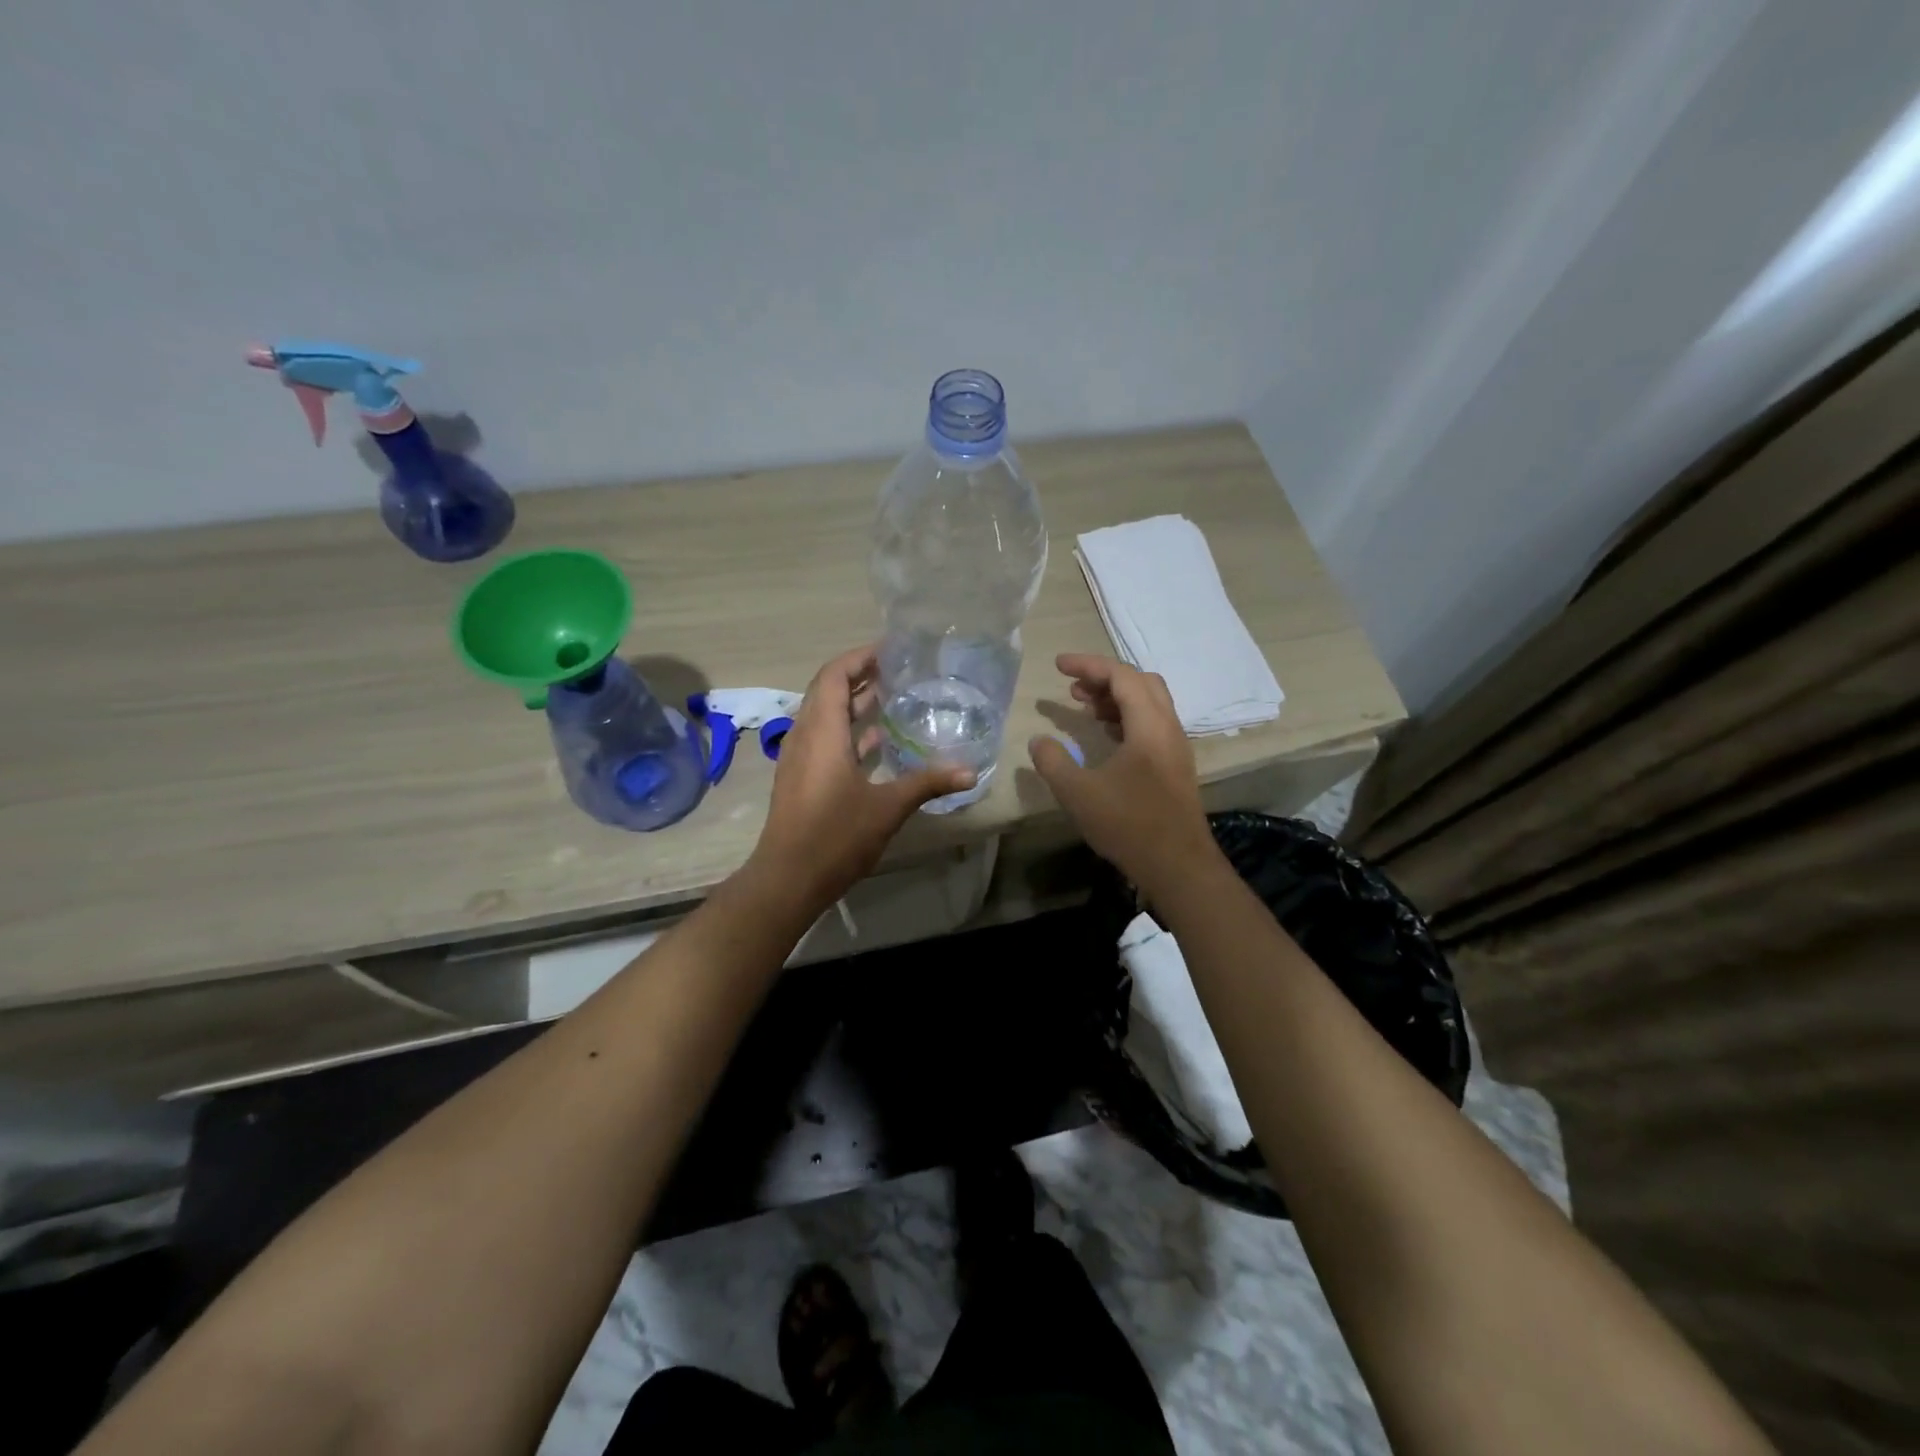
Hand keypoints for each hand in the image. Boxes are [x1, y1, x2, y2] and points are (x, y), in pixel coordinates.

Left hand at [748, 645, 975, 910]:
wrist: (788, 879)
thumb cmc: (835, 836)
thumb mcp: (887, 807)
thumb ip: (927, 783)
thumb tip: (970, 771)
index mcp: (822, 732)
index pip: (834, 676)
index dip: (859, 658)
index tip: (889, 650)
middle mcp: (805, 736)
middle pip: (827, 691)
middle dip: (859, 675)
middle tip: (896, 669)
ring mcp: (799, 758)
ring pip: (824, 715)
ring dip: (853, 703)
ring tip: (891, 696)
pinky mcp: (801, 778)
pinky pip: (824, 738)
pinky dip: (848, 731)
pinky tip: (878, 741)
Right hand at [1028, 653, 1215, 895]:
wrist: (1179, 866)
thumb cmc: (1129, 825)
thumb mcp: (1078, 793)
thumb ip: (1053, 762)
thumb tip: (1038, 741)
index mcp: (1150, 726)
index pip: (1121, 676)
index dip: (1088, 665)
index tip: (1058, 666)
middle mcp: (1168, 728)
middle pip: (1141, 683)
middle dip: (1104, 677)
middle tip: (1073, 688)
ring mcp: (1175, 748)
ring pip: (1148, 704)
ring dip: (1116, 699)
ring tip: (1084, 709)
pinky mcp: (1174, 767)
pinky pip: (1151, 725)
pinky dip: (1126, 718)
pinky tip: (1105, 737)